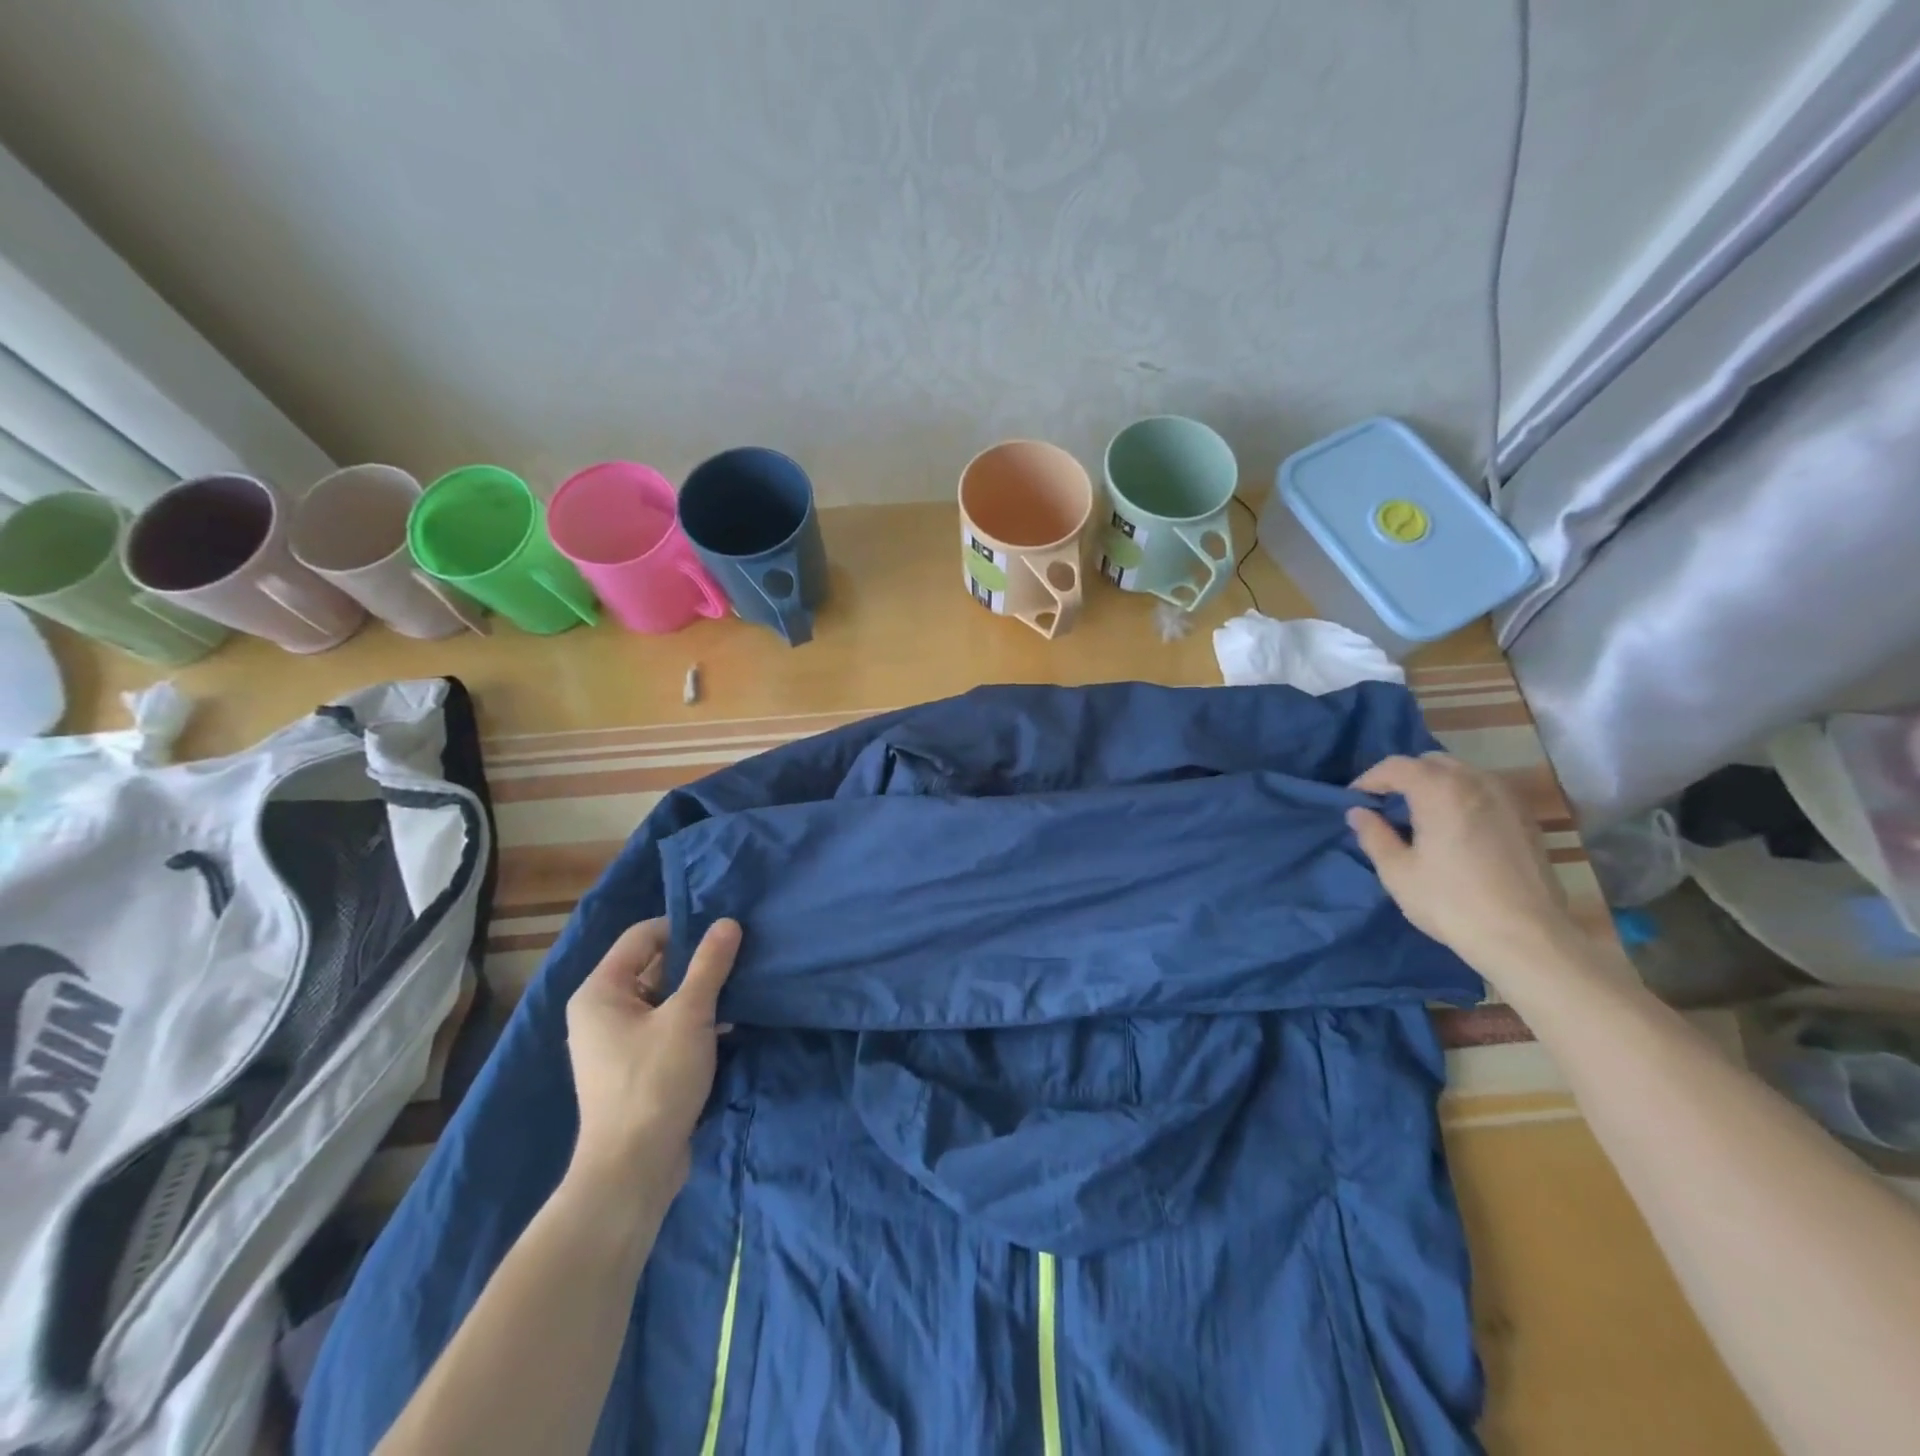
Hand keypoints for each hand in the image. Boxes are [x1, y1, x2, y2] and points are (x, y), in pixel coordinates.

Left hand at [563, 917, 740, 1190]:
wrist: (633, 1169)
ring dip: (700, 993)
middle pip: (654, 966)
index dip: (684, 927)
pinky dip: (693, 1021)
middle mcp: (601, 1011)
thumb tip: (728, 922)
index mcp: (600, 991)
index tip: (725, 933)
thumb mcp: (690, 1015)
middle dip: (697, 962)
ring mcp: (616, 1042)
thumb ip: (710, 965)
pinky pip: (665, 1026)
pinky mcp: (634, 1067)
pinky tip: (730, 1024)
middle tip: (740, 957)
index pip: (643, 936)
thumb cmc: (655, 1081)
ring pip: (664, 998)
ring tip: (741, 987)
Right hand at [1346, 753, 1575, 985]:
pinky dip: (1462, 797)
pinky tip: (1455, 828)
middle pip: (1431, 762)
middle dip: (1404, 777)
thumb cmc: (1450, 902)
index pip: (1395, 766)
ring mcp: (1507, 798)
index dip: (1369, 779)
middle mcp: (1476, 782)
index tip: (1355, 801)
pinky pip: (1485, 791)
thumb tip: (1358, 812)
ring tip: (1420, 815)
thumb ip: (1373, 835)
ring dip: (1435, 785)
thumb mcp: (1397, 872)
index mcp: (1439, 789)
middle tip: (1386, 805)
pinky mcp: (1526, 818)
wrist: (1525, 937)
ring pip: (1462, 773)